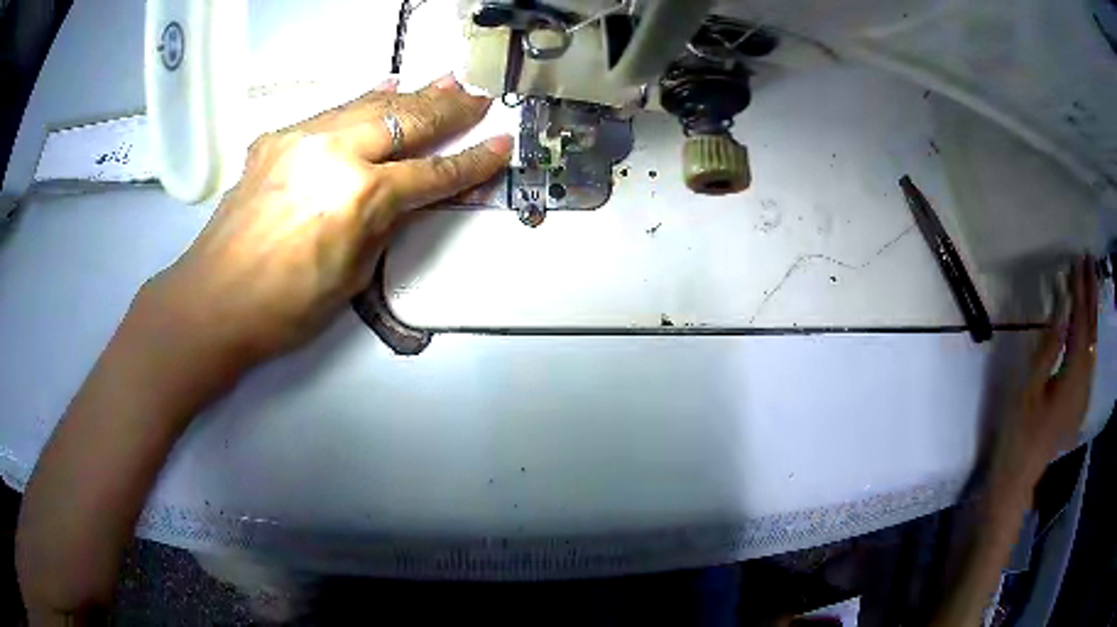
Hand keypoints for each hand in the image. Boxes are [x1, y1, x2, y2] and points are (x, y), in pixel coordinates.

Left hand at [142, 74, 511, 365]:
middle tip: (478, 96)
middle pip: (406, 121)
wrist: (212, 301)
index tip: (501, 144)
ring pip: (370, 105)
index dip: (472, 161)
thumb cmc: (284, 308)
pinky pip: (332, 111)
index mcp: (359, 198)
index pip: (432, 173)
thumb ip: (384, 225)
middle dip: (449, 109)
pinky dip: (364, 101)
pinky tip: (384, 89)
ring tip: (445, 82)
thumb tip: (407, 195)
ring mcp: (301, 138)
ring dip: (412, 95)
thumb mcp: (352, 275)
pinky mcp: (277, 138)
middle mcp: (334, 154)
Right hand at [993, 256, 1099, 487]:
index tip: (1076, 260)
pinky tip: (1089, 325)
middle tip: (1089, 260)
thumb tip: (1062, 307)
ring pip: (1093, 345)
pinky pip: (1090, 360)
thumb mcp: (1028, 389)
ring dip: (1093, 312)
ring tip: (1091, 283)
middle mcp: (1084, 384)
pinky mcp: (1080, 403)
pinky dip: (1091, 335)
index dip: (1080, 292)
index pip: (1080, 325)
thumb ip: (1049, 347)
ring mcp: (1084, 396)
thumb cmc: (1018, 433)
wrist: (1018, 478)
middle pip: (1092, 332)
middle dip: (1091, 294)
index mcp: (1072, 380)